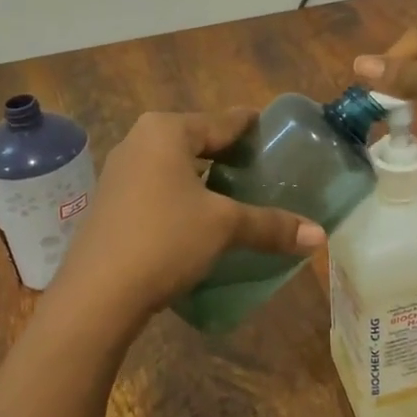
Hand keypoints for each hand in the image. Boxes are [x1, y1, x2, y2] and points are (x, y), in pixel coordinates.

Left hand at [49, 109, 324, 334]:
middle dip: (230, 155)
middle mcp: (139, 142)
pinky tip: (203, 219)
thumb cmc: (164, 239)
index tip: (277, 133)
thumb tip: (319, 236)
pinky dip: (184, 196)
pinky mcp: (112, 203)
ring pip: (177, 167)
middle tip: (266, 170)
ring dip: (206, 179)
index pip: (222, 120)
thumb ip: (270, 225)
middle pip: (198, 140)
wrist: (96, 295)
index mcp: (166, 131)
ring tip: (240, 195)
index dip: (253, 127)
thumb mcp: (224, 227)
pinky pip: (159, 188)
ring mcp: (120, 173)